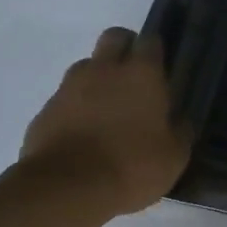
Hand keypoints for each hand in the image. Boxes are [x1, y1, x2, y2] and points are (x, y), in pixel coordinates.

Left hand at [21, 27, 191, 214]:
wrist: (66, 189)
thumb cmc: (131, 167)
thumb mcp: (173, 157)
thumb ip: (179, 131)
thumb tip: (179, 120)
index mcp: (141, 74)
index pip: (150, 41)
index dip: (155, 51)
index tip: (160, 69)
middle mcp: (105, 69)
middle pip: (114, 37)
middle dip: (124, 49)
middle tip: (133, 78)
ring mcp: (70, 86)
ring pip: (87, 66)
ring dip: (97, 79)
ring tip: (105, 110)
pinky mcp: (46, 109)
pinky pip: (65, 97)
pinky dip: (75, 108)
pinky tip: (82, 134)